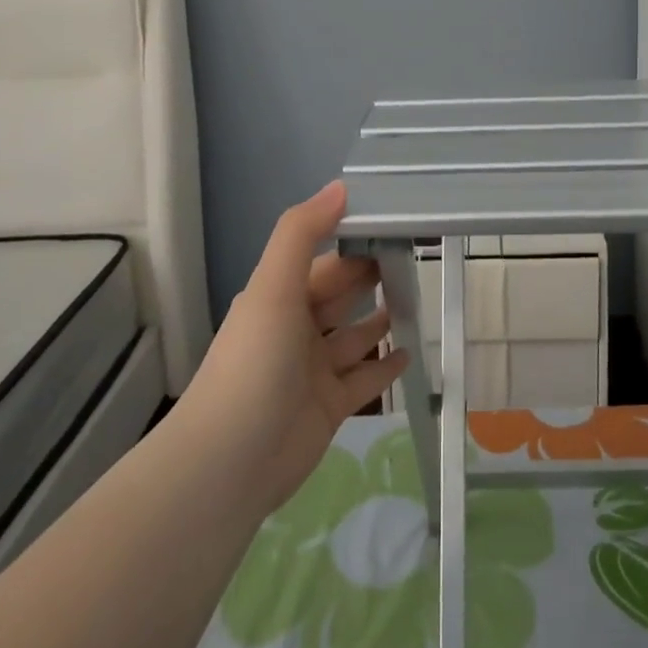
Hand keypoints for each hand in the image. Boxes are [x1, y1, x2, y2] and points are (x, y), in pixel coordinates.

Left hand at [184, 181, 408, 514]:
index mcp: (280, 297)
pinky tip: (410, 352)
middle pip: (341, 294)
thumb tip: (341, 185)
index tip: (396, 224)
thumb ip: (303, 233)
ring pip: (354, 335)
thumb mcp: (274, 287)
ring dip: (381, 318)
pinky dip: (384, 365)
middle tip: (416, 257)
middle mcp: (296, 329)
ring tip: (417, 300)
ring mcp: (313, 370)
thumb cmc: (255, 363)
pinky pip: (364, 379)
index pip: (325, 260)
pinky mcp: (329, 407)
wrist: (230, 462)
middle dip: (371, 276)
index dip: (355, 241)